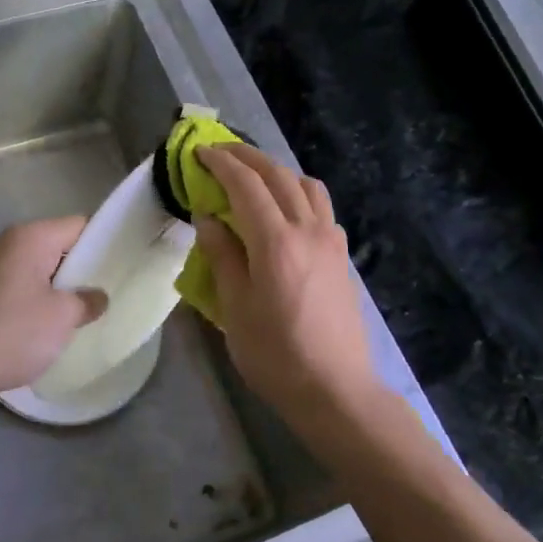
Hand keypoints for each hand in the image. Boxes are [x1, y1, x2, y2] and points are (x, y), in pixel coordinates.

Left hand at [0, 217, 106, 409]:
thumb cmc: (8, 333)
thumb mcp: (61, 319)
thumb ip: (87, 301)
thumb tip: (96, 296)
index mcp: (29, 237)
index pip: (79, 226)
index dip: (103, 244)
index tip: (119, 269)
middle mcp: (4, 241)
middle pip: (55, 246)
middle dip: (78, 271)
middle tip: (100, 297)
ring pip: (33, 268)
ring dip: (52, 289)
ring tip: (72, 316)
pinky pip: (12, 286)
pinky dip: (28, 300)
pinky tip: (36, 328)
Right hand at [194, 145, 378, 421]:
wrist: (335, 389)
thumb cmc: (275, 355)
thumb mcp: (235, 309)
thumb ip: (222, 256)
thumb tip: (208, 217)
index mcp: (276, 242)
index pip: (246, 184)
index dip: (221, 163)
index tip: (200, 152)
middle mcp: (308, 230)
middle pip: (278, 175)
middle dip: (247, 157)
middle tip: (220, 152)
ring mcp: (331, 241)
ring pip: (306, 185)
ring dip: (277, 171)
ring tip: (253, 178)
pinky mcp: (342, 256)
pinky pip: (321, 208)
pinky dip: (298, 194)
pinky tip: (285, 213)